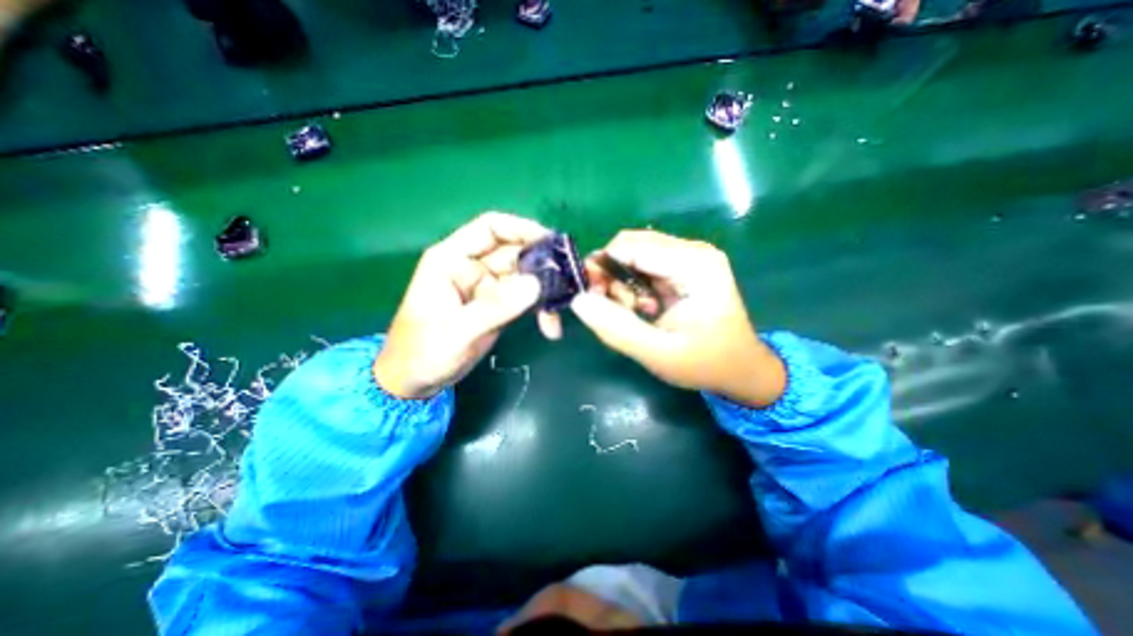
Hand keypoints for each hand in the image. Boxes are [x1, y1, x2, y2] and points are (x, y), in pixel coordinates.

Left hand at [374, 214, 555, 402]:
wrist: (414, 381)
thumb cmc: (423, 353)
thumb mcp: (457, 331)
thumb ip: (494, 307)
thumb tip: (535, 284)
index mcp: (453, 260)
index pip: (490, 228)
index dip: (522, 229)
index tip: (552, 243)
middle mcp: (473, 267)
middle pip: (515, 252)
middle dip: (543, 264)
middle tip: (569, 280)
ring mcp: (488, 287)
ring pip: (525, 276)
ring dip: (546, 290)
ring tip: (560, 310)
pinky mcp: (498, 305)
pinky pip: (525, 298)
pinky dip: (540, 308)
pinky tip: (550, 325)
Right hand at [570, 230, 784, 405]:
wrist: (740, 368)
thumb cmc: (704, 362)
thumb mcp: (657, 353)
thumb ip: (616, 327)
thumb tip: (577, 300)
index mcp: (694, 264)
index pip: (630, 246)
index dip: (602, 267)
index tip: (593, 297)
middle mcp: (693, 250)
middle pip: (631, 245)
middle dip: (611, 275)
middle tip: (612, 308)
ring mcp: (689, 257)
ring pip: (634, 254)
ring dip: (622, 282)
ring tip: (637, 312)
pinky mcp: (683, 267)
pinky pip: (643, 265)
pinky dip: (633, 285)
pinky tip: (645, 308)